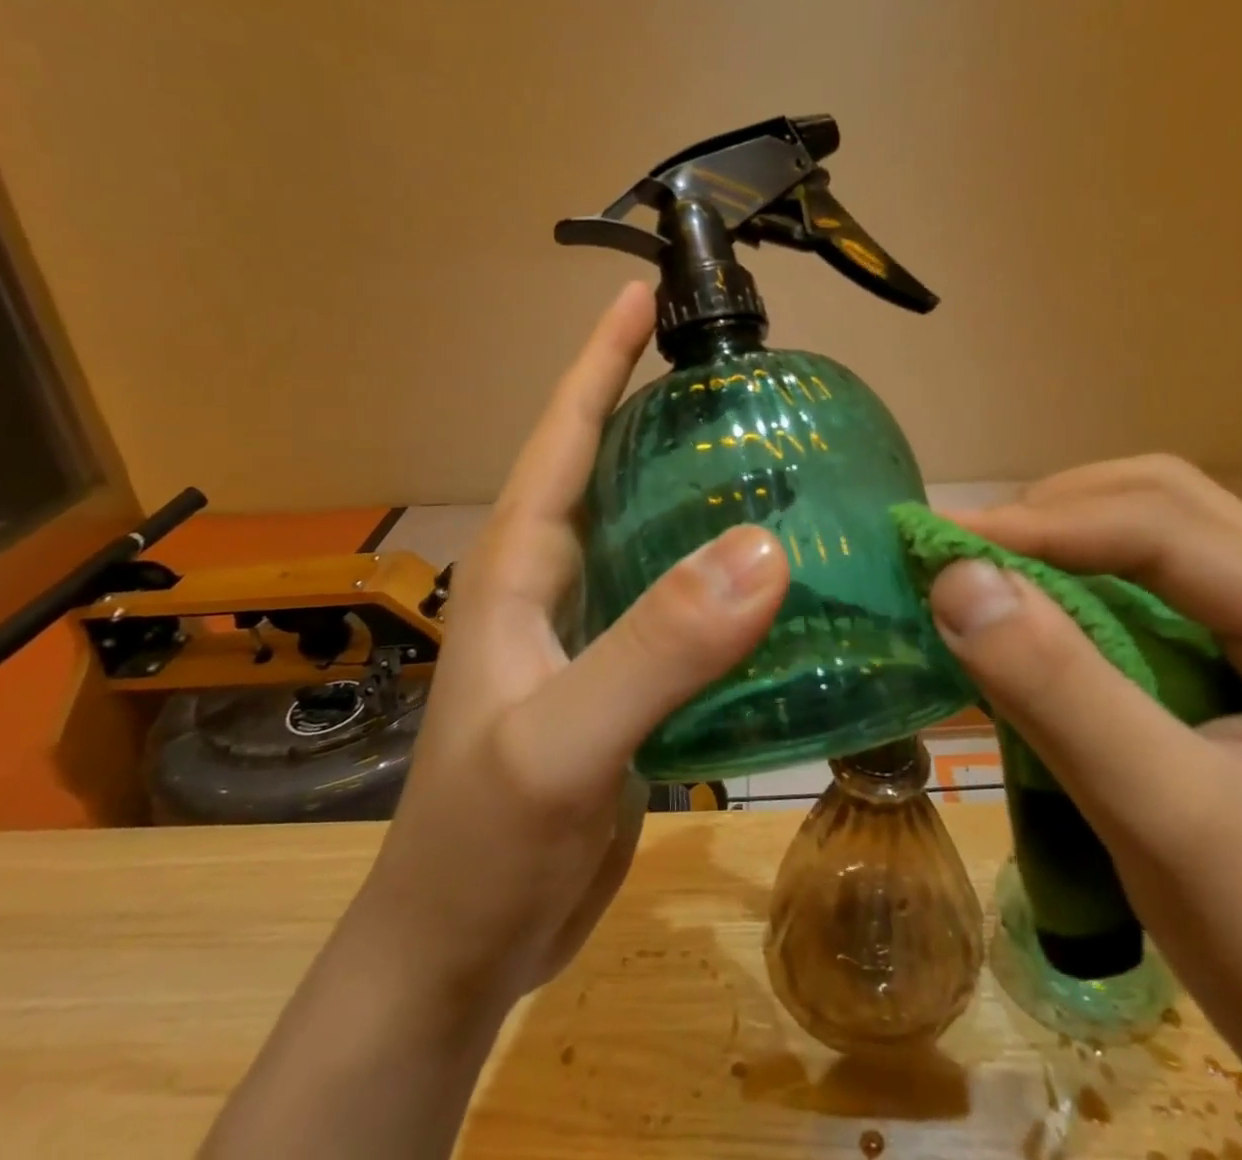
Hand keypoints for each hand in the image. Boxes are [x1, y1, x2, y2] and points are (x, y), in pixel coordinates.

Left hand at [204, 284, 788, 1159]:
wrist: (464, 948)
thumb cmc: (486, 841)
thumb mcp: (565, 742)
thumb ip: (655, 649)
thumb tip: (763, 552)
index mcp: (521, 567)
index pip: (563, 437)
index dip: (599, 361)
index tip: (639, 294)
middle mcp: (554, 583)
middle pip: (610, 470)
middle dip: (659, 410)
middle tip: (737, 376)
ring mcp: (588, 632)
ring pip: (650, 535)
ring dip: (698, 492)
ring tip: (771, 458)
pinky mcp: (623, 680)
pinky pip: (679, 603)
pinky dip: (722, 576)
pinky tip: (776, 574)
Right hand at [928, 458, 1241, 1159]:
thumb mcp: (1166, 823)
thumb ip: (1059, 692)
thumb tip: (956, 581)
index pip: (1165, 530)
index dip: (1042, 525)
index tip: (938, 541)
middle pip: (1168, 504)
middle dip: (1055, 513)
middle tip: (966, 552)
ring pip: (1159, 534)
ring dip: (1065, 537)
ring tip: (989, 572)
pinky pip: (1155, 586)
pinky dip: (1081, 581)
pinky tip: (1038, 612)